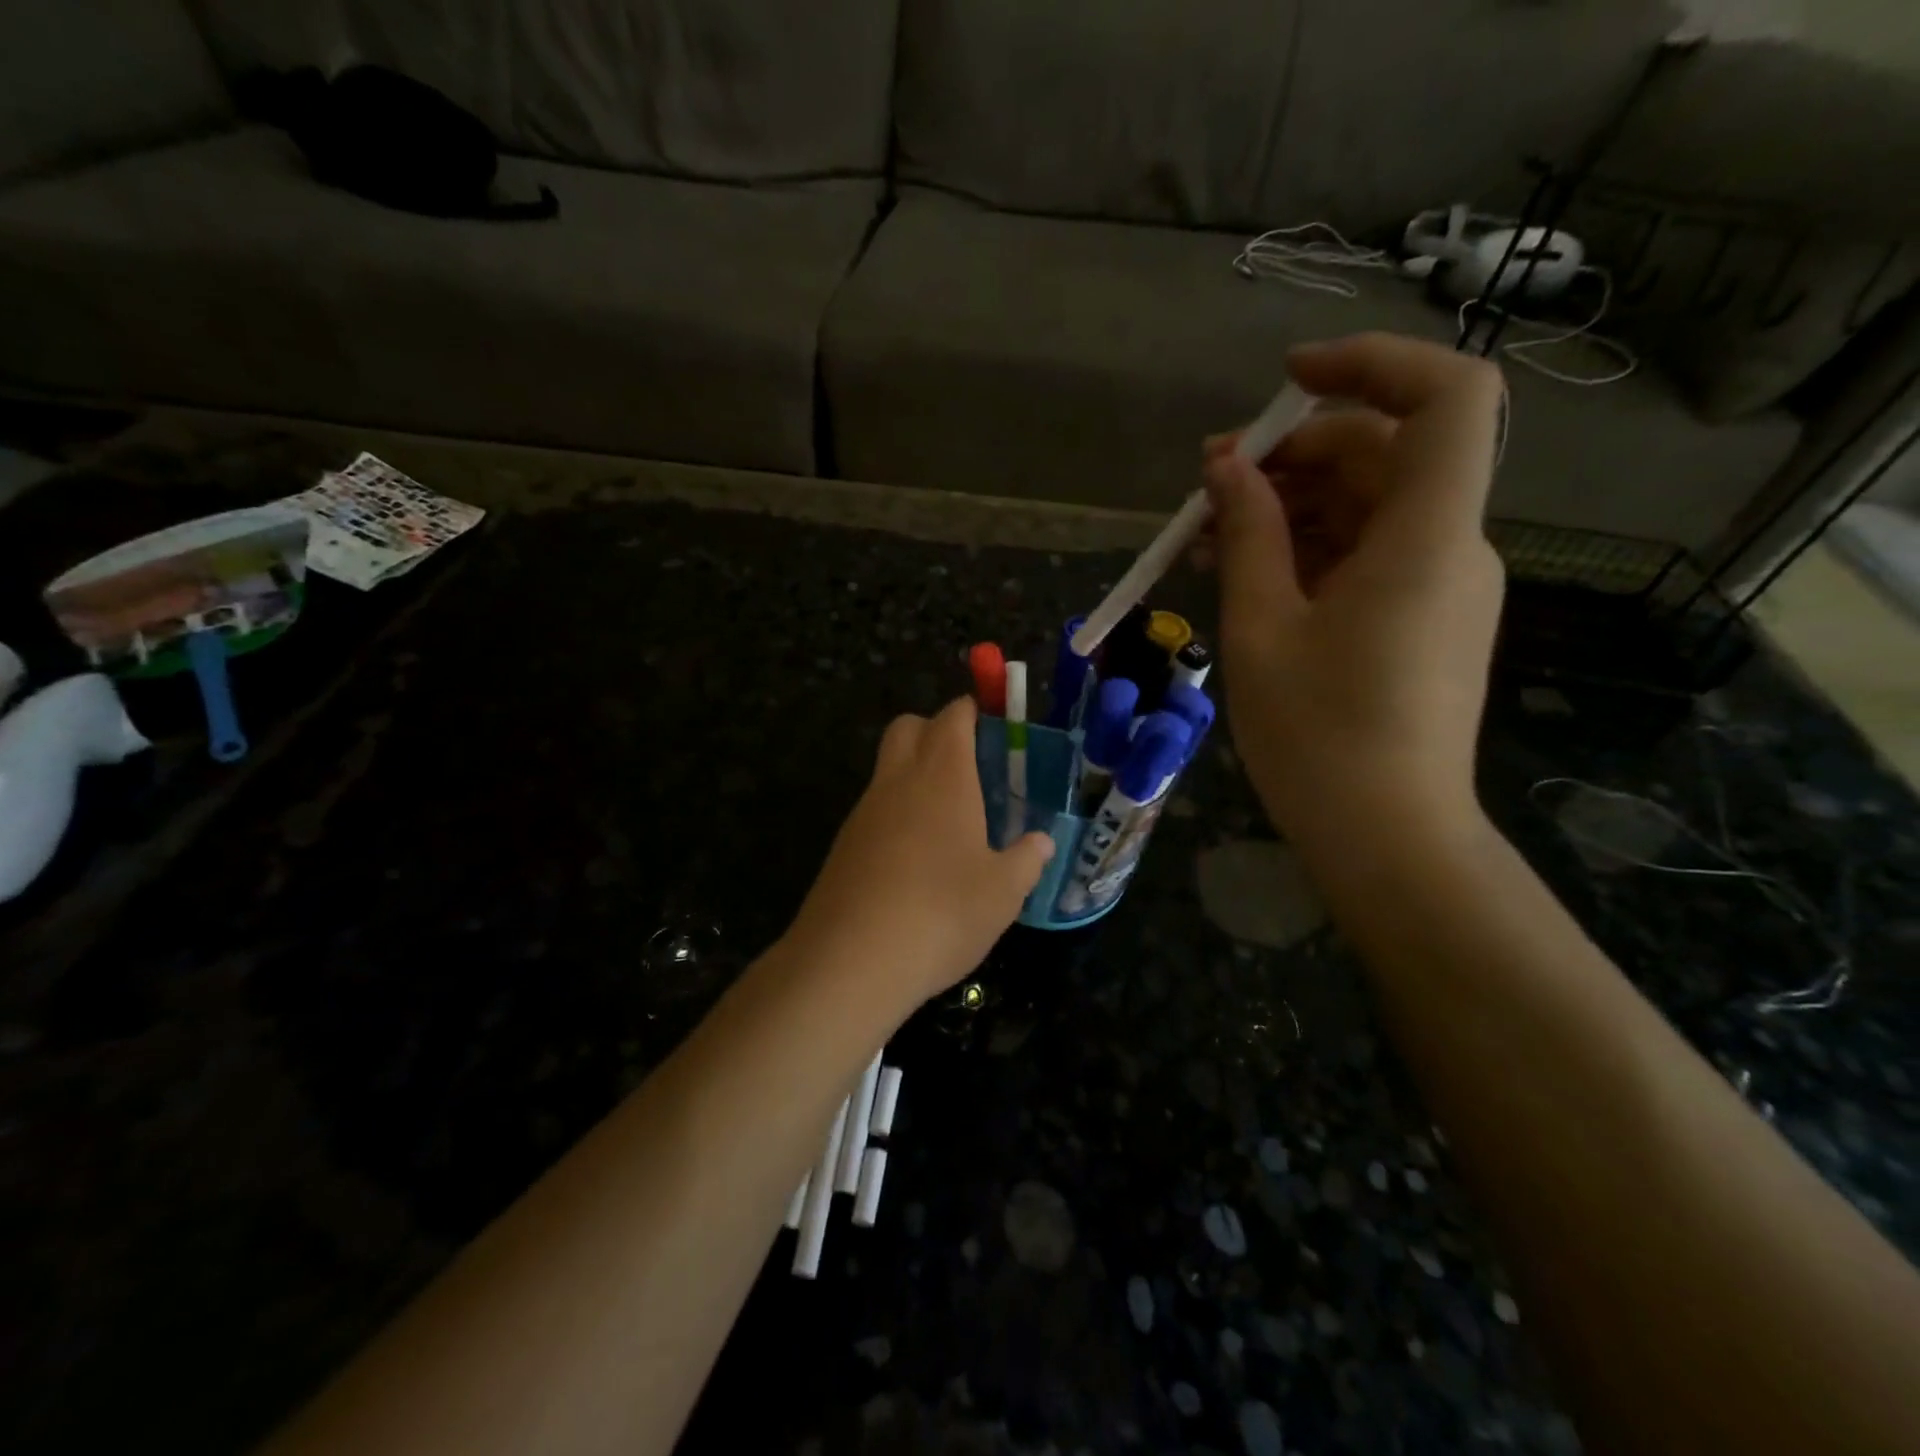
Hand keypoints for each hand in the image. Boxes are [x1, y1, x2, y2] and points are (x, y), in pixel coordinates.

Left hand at [785, 697, 1054, 1011]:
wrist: (851, 961)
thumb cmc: (942, 913)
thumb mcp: (1002, 893)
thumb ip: (1026, 861)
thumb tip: (1042, 843)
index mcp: (943, 777)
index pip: (952, 718)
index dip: (970, 711)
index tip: (990, 723)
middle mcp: (898, 782)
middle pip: (907, 727)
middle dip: (934, 730)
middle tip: (968, 766)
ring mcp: (864, 813)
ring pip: (887, 769)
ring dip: (913, 775)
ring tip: (949, 821)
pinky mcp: (843, 846)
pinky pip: (874, 810)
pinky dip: (896, 814)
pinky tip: (916, 859)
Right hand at [1201, 333, 1506, 844]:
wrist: (1386, 838)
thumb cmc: (1317, 737)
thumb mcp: (1262, 629)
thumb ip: (1247, 535)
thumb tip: (1225, 468)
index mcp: (1424, 537)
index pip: (1444, 397)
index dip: (1369, 364)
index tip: (1284, 380)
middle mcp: (1450, 547)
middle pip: (1384, 454)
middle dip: (1292, 453)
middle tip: (1207, 486)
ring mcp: (1441, 586)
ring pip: (1367, 508)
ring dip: (1288, 506)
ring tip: (1204, 538)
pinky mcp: (1422, 620)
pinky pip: (1367, 556)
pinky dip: (1308, 549)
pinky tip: (1244, 574)